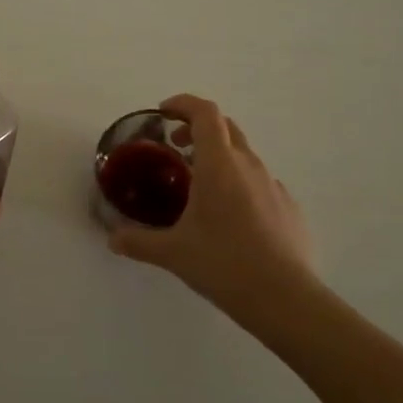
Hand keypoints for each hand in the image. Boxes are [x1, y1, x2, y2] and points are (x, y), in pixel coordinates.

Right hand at [108, 94, 316, 323]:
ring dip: (220, 158)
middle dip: (198, 128)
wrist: (285, 299)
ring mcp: (273, 185)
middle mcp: (248, 165)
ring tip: (200, 188)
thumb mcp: (173, 252)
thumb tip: (112, 239)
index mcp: (219, 164)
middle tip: (176, 148)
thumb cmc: (223, 264)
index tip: (164, 112)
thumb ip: (139, 241)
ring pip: (244, 155)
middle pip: (225, 127)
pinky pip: (260, 183)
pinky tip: (232, 218)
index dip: (183, 104)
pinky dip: (241, 185)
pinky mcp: (289, 207)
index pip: (205, 113)